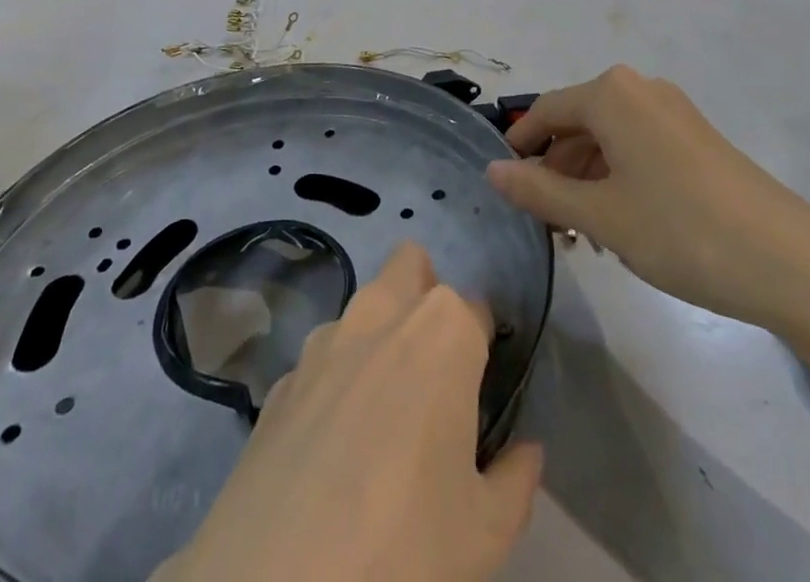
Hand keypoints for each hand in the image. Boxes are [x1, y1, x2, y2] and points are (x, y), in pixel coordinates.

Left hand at [160, 243, 541, 581]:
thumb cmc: (406, 543)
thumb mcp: (486, 530)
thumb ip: (516, 478)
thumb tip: (526, 452)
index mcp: (443, 329)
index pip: (479, 310)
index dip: (483, 348)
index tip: (480, 393)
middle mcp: (382, 312)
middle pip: (411, 265)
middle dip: (425, 297)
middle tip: (433, 371)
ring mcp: (324, 339)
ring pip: (363, 307)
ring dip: (378, 336)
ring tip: (381, 414)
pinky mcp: (283, 376)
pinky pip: (322, 359)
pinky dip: (335, 381)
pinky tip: (332, 445)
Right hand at [485, 65, 809, 332]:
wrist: (787, 259)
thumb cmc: (679, 228)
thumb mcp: (599, 215)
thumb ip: (539, 191)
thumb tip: (492, 170)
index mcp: (610, 94)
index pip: (546, 111)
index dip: (520, 146)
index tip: (504, 184)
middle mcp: (640, 89)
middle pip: (579, 123)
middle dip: (556, 170)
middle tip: (546, 223)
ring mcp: (673, 111)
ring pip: (609, 138)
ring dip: (587, 179)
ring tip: (583, 235)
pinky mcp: (696, 137)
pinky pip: (639, 146)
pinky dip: (619, 178)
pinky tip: (622, 224)